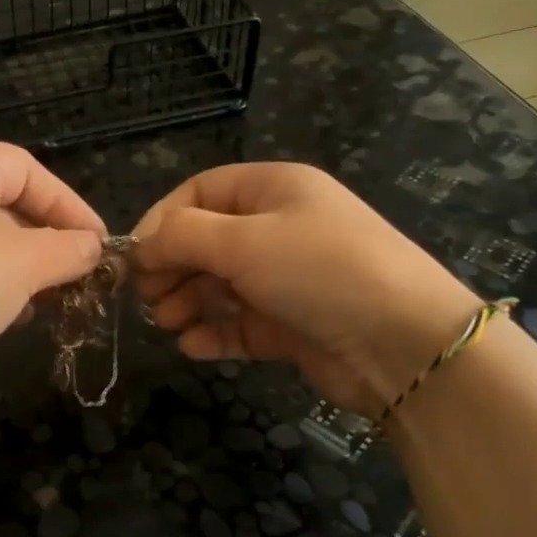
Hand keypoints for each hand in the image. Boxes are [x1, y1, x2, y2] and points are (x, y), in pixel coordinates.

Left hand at [0, 142, 105, 423]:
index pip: (26, 168)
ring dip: (23, 273)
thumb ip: (66, 250)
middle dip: (48, 240)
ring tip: (53, 302)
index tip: (98, 244)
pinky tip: (10, 321)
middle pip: (5, 206)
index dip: (69, 201)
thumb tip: (91, 248)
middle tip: (80, 277)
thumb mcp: (24, 261)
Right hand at [132, 163, 478, 416]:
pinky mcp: (292, 324)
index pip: (201, 193)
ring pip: (221, 285)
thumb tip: (139, 246)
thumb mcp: (243, 241)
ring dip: (189, 301)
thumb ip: (181, 237)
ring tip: (167, 323)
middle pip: (207, 242)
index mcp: (273, 190)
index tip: (134, 257)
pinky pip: (241, 323)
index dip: (163, 221)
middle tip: (147, 297)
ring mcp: (287, 279)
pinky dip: (215, 332)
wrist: (402, 343)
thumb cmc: (319, 271)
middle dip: (173, 267)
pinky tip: (192, 346)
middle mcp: (279, 229)